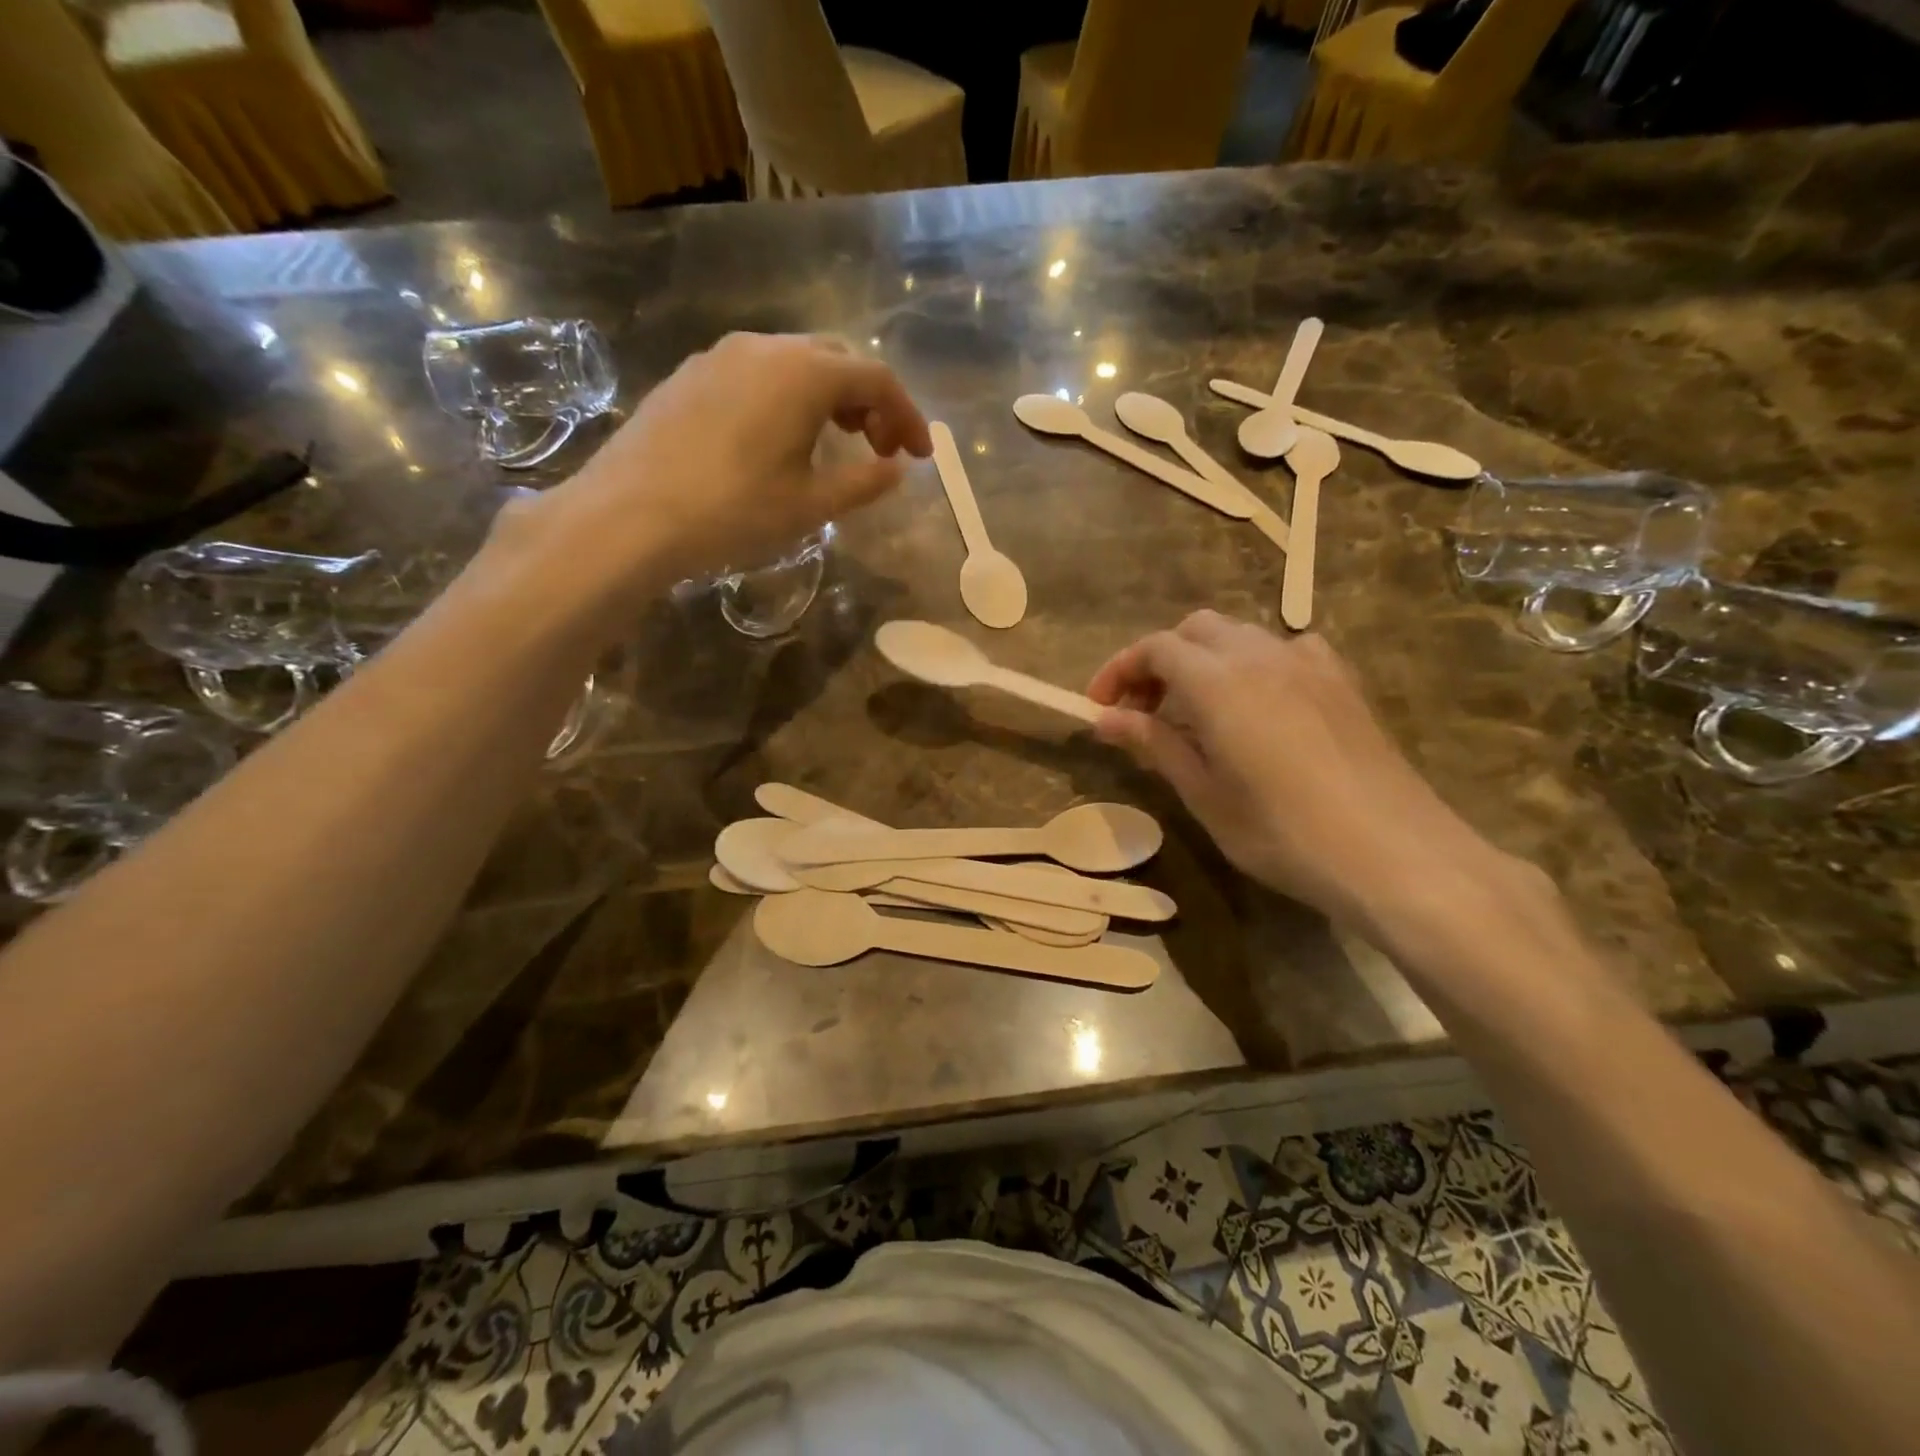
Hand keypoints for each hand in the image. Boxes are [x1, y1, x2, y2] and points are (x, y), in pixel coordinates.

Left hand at [510, 333, 930, 603]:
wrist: (629, 516)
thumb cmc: (733, 511)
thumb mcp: (811, 505)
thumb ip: (863, 483)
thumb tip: (896, 470)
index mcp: (804, 374)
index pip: (876, 380)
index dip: (908, 417)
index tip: (920, 457)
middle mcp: (765, 348)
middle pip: (837, 361)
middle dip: (870, 402)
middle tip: (880, 449)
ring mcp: (721, 357)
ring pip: (794, 364)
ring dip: (829, 398)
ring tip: (837, 444)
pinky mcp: (690, 376)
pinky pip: (757, 375)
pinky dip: (788, 399)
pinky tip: (781, 439)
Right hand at [1088, 612, 1511, 930]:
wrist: (1393, 853)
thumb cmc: (1282, 832)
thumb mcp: (1205, 794)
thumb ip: (1155, 744)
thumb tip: (1105, 719)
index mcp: (1219, 681)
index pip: (1155, 649)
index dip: (1119, 671)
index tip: (1100, 708)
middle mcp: (1261, 654)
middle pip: (1194, 630)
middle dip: (1159, 661)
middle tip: (1144, 712)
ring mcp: (1308, 662)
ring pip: (1239, 635)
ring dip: (1203, 660)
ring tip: (1195, 713)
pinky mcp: (1341, 680)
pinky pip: (1284, 649)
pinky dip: (1252, 664)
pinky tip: (1259, 706)